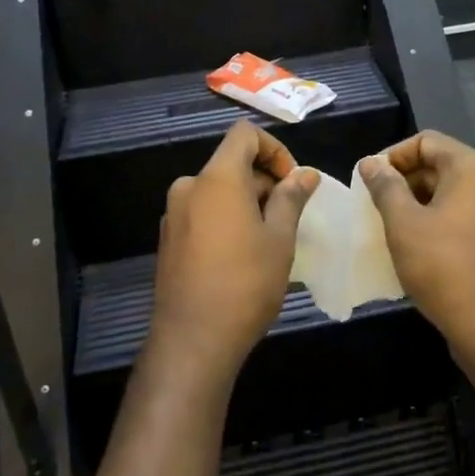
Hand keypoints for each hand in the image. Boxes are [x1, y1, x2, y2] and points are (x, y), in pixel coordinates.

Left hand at [150, 120, 318, 386]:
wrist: (193, 341)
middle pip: (232, 164)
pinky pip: (203, 213)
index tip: (292, 181)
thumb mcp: (279, 239)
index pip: (244, 134)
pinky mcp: (169, 239)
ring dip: (247, 202)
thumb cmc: (245, 284)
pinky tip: (242, 256)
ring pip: (218, 191)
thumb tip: (306, 174)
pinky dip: (226, 219)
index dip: (274, 148)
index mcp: (217, 178)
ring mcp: (174, 214)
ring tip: (270, 240)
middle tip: (289, 217)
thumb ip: (291, 199)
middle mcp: (189, 187)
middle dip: (264, 181)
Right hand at [359, 131, 474, 359]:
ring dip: (418, 201)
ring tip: (389, 224)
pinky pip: (463, 214)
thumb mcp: (403, 223)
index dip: (393, 155)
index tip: (368, 179)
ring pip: (451, 191)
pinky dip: (437, 219)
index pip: (426, 141)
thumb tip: (371, 163)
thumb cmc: (444, 267)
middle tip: (373, 203)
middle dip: (404, 179)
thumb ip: (385, 187)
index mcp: (473, 168)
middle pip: (440, 164)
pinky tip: (414, 243)